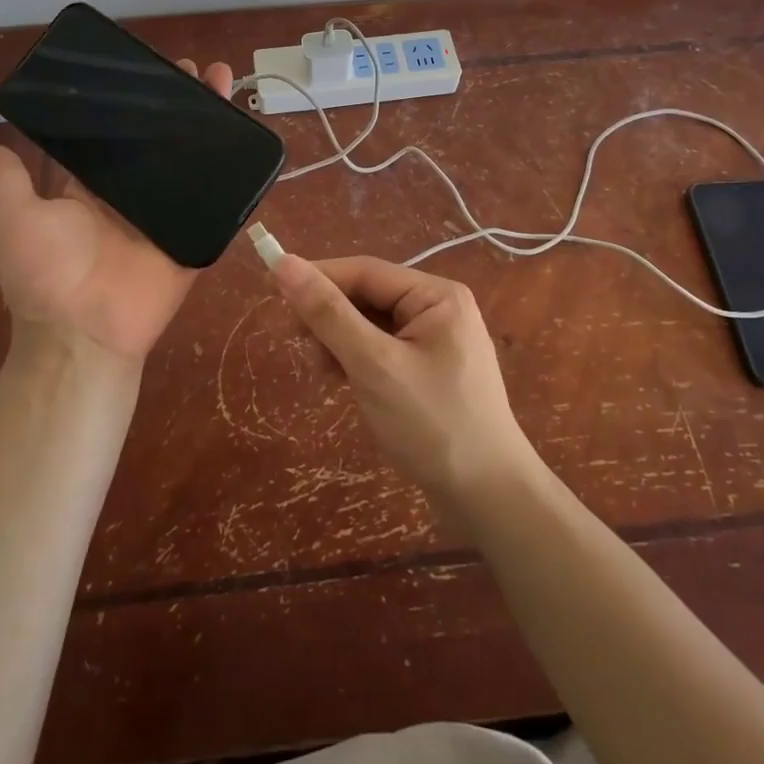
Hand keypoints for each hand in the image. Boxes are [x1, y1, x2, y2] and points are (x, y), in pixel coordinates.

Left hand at [0, 59, 235, 368]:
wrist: (84, 332)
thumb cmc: (45, 273)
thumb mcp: (15, 219)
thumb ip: (10, 181)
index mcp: (89, 188)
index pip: (112, 136)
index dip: (129, 105)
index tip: (145, 69)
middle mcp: (129, 195)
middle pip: (158, 142)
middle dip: (179, 105)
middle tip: (197, 70)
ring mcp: (165, 214)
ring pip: (191, 162)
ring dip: (210, 126)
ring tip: (226, 85)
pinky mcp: (193, 235)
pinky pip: (216, 203)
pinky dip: (233, 175)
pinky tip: (248, 138)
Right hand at [271, 254, 536, 501]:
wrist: (489, 499)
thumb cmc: (433, 425)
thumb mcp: (374, 365)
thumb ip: (328, 313)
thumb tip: (284, 263)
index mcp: (437, 295)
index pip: (365, 271)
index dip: (318, 277)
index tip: (274, 291)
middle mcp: (440, 309)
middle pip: (369, 296)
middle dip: (330, 316)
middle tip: (297, 344)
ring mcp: (438, 341)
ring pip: (373, 325)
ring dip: (340, 341)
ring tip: (320, 371)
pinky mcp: (430, 371)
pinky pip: (384, 349)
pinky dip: (358, 360)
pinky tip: (341, 380)